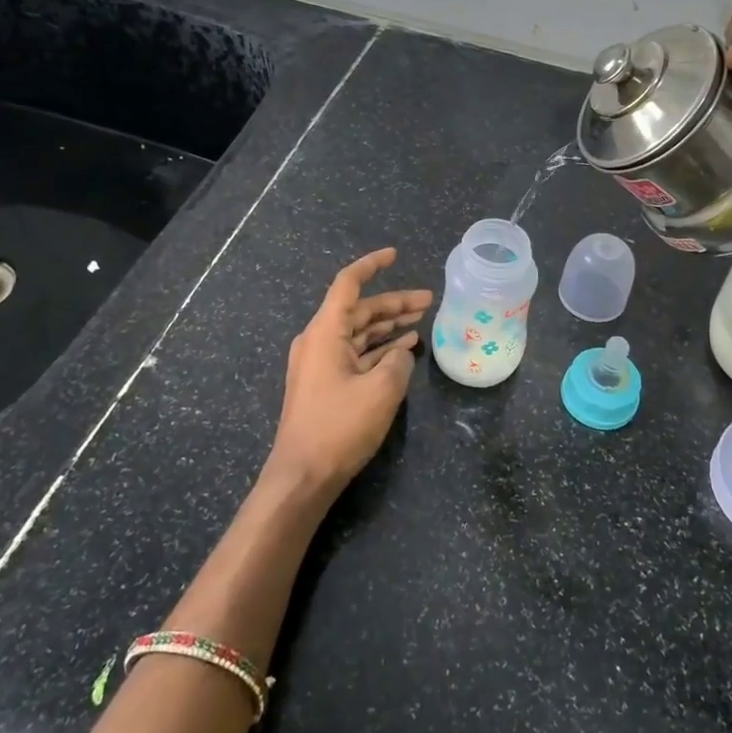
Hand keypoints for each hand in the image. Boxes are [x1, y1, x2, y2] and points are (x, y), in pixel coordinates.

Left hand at [268, 248, 431, 490]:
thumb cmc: (339, 427)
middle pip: (359, 309)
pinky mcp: (325, 385)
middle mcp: (318, 341)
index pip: (348, 284)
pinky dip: (379, 348)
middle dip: (394, 302)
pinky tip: (404, 349)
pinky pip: (356, 354)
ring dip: (389, 325)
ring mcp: (320, 364)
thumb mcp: (381, 390)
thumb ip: (398, 361)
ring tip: (422, 320)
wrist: (302, 477)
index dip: (372, 265)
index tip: (395, 255)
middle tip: (429, 299)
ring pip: (359, 332)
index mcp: (325, 332)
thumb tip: (401, 353)